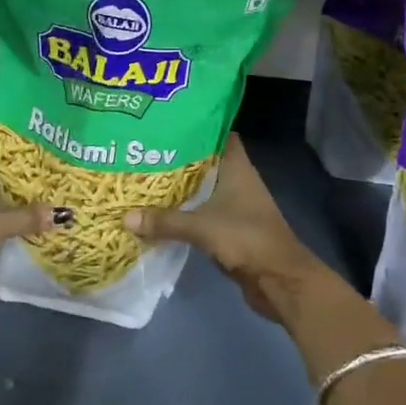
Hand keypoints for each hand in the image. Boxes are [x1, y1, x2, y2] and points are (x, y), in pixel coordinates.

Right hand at [123, 134, 335, 322]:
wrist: (280, 280)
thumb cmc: (246, 238)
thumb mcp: (201, 227)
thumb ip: (164, 221)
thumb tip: (125, 216)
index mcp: (237, 167)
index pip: (218, 134)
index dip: (197, 126)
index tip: (168, 123)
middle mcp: (238, 180)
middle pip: (206, 161)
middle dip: (179, 157)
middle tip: (146, 150)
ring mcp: (236, 205)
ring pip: (204, 188)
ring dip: (182, 186)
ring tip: (147, 177)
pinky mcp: (232, 228)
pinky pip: (204, 212)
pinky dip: (186, 211)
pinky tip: (162, 211)